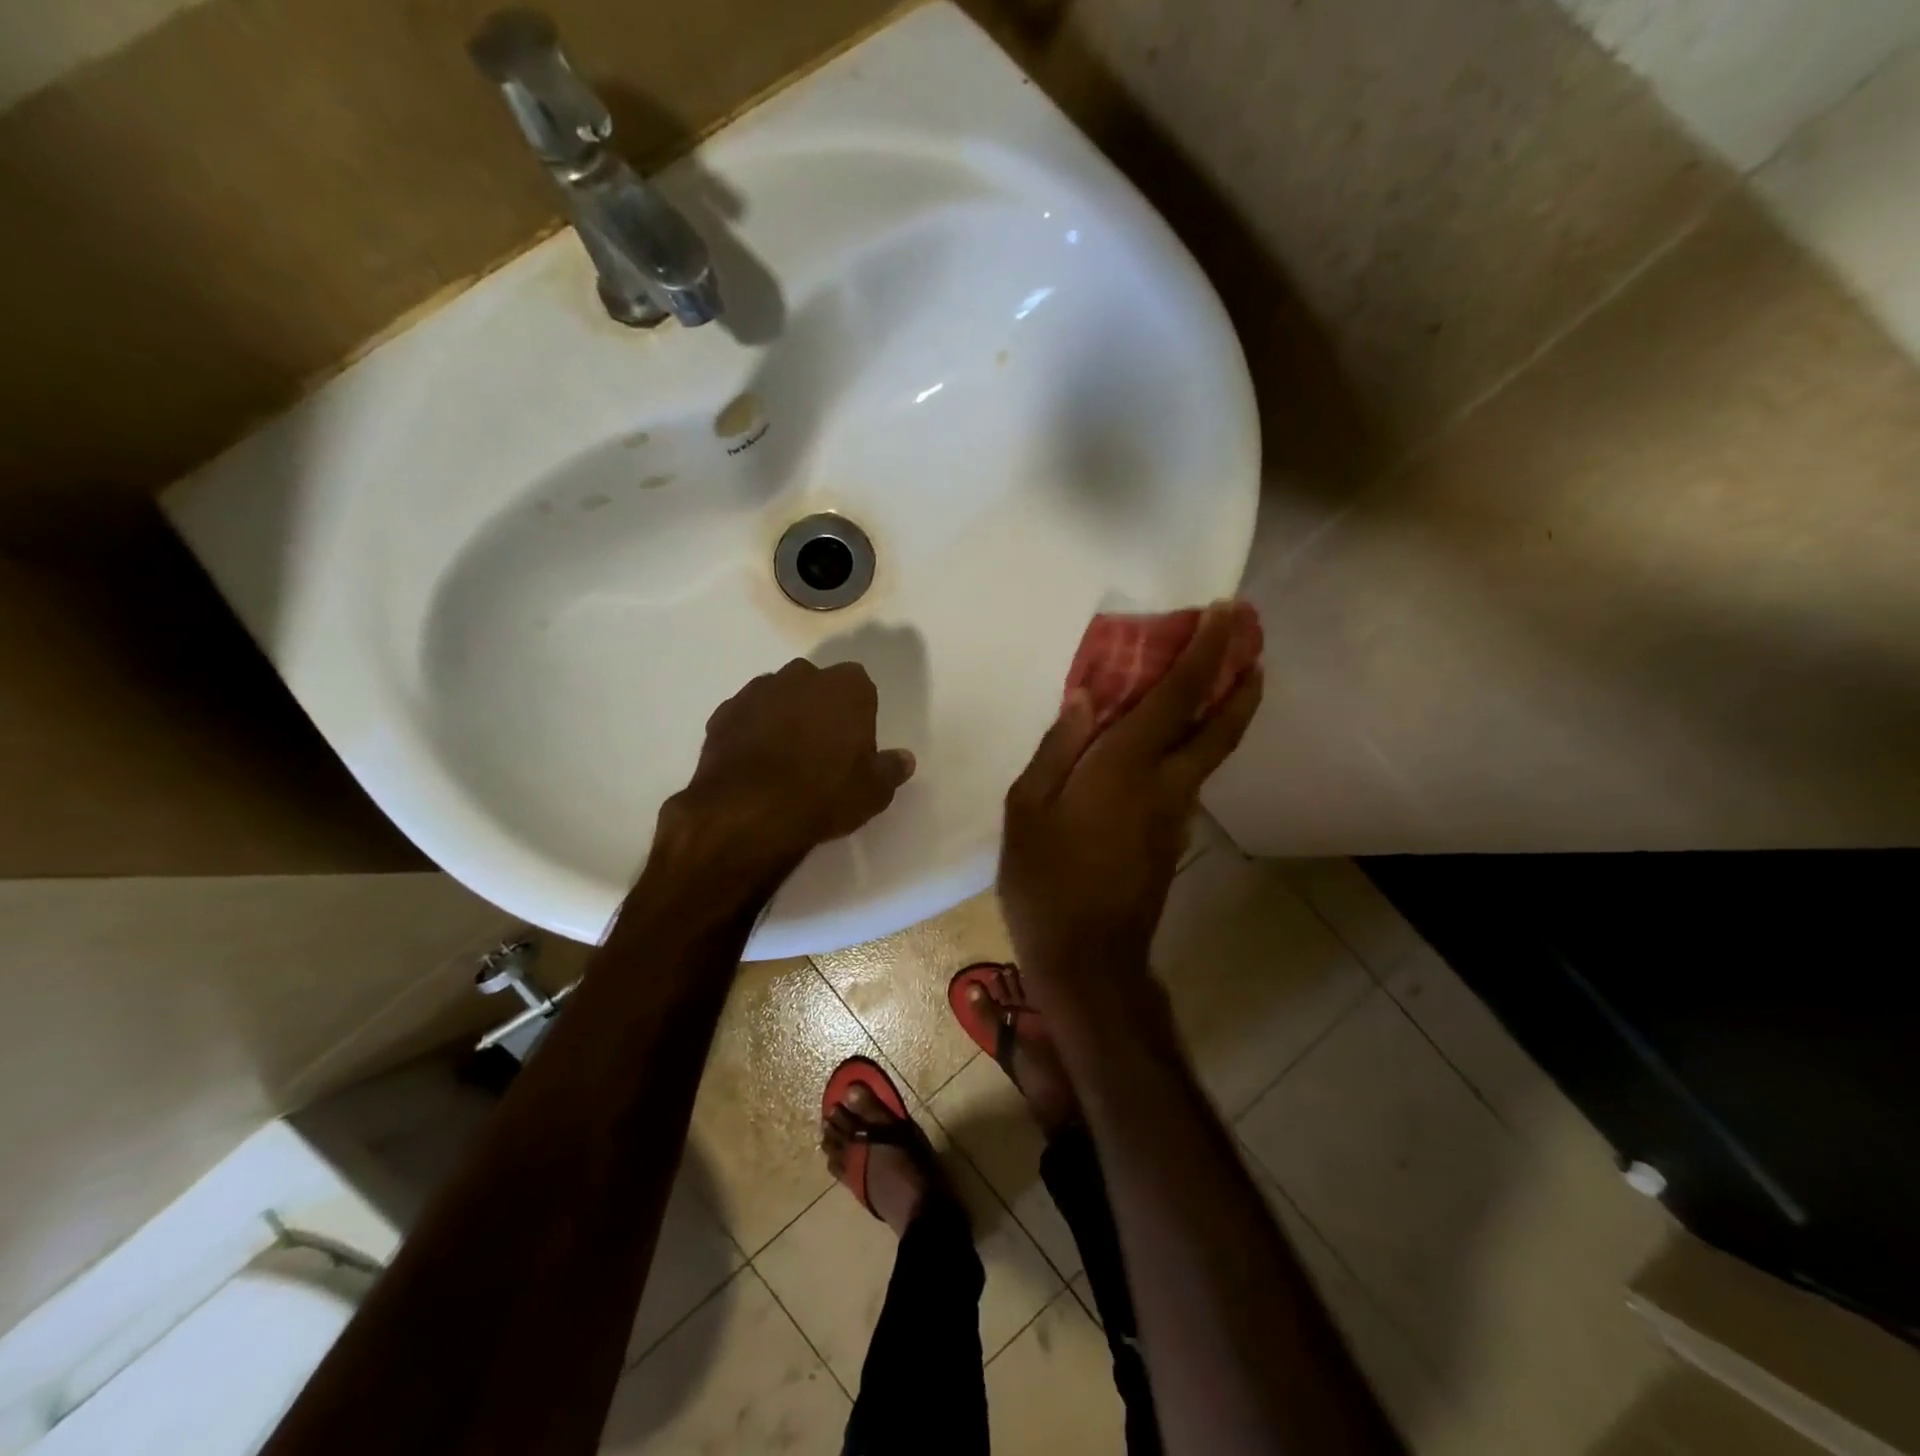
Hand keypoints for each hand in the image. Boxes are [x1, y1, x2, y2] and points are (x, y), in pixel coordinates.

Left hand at [651, 659, 915, 901]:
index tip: (855, 745)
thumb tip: (904, 759)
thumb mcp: (874, 791)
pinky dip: (751, 733)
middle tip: (821, 750)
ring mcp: (758, 691)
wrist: (749, 810)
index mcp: (847, 687)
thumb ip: (891, 769)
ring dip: (783, 718)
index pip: (860, 687)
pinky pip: (746, 717)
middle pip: (817, 686)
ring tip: (784, 760)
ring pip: (778, 698)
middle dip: (819, 708)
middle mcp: (802, 676)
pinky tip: (754, 765)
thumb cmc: (825, 794)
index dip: (858, 715)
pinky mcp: (724, 712)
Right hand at [999, 604, 1261, 981]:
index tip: (1228, 612)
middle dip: (1241, 676)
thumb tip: (1085, 697)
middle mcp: (1165, 784)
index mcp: (1125, 767)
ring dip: (1224, 708)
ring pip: (1212, 751)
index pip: (1176, 696)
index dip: (1206, 651)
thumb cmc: (1045, 881)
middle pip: (1221, 724)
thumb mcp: (1026, 809)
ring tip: (1219, 675)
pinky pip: (1189, 775)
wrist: (1088, 960)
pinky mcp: (1173, 838)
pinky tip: (1169, 739)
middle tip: (1251, 639)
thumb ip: (1058, 747)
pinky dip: (1195, 742)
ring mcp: (1176, 815)